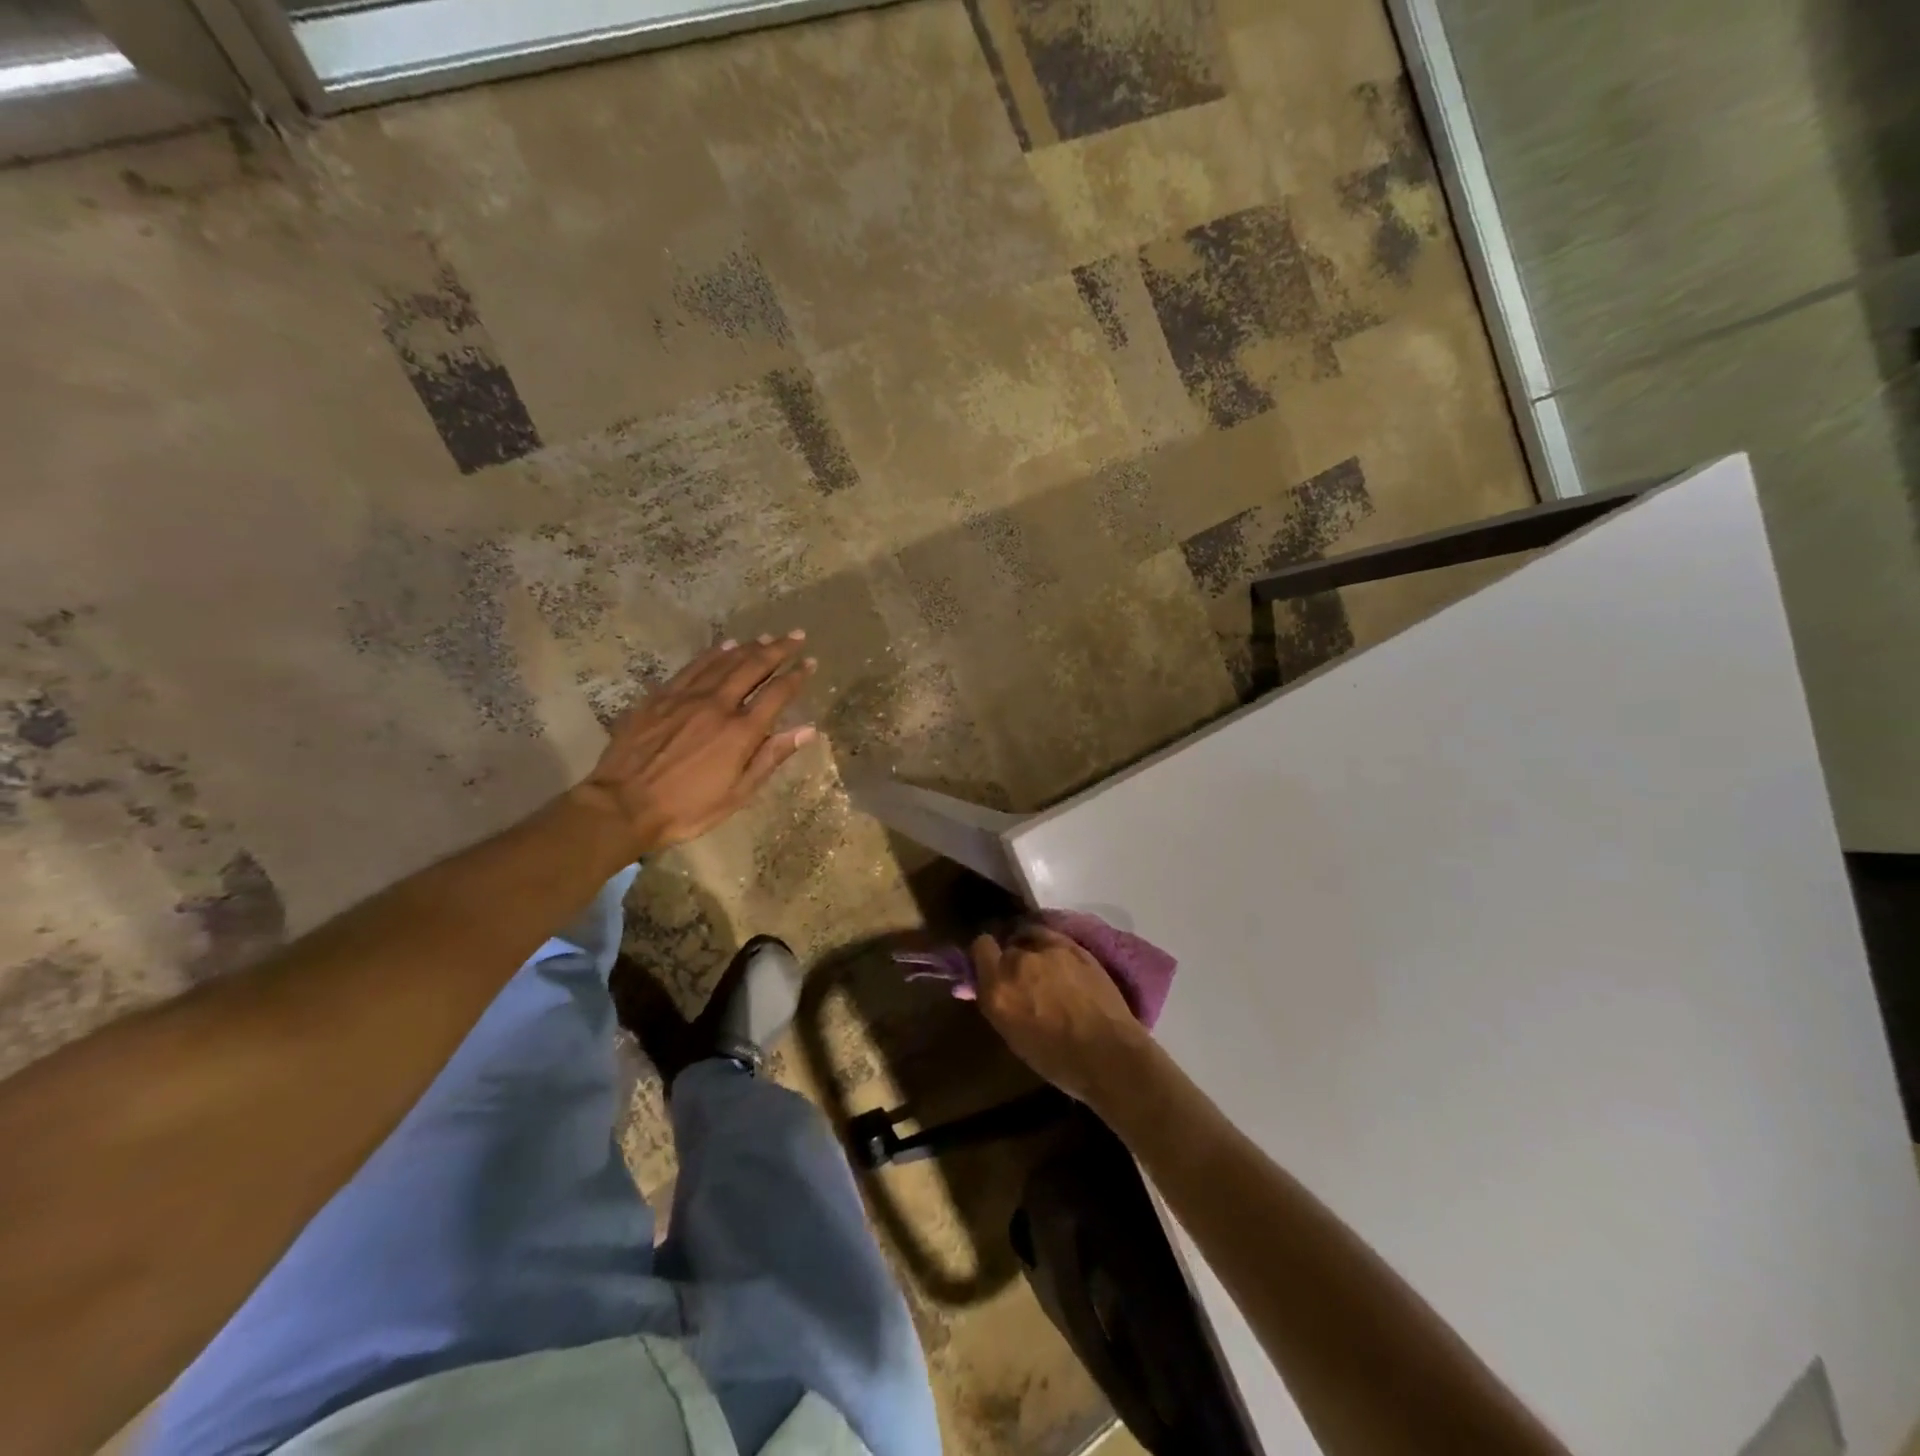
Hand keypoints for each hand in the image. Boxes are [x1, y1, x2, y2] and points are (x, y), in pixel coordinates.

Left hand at [577, 633, 816, 856]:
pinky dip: (713, 654)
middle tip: (796, 636)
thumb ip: (771, 757)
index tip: (810, 662)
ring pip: (724, 662)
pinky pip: (693, 667)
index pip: (777, 694)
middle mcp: (718, 705)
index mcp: (741, 732)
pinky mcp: (660, 697)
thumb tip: (807, 730)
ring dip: (749, 647)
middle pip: (753, 668)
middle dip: (778, 650)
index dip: (796, 676)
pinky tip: (724, 646)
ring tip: (766, 637)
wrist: (623, 805)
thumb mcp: (737, 793)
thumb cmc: (687, 808)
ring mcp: (686, 697)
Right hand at [970, 924, 1155, 1106]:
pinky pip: (1052, 936)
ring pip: (1031, 938)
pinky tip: (1061, 962)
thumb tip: (989, 987)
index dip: (986, 956)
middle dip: (1012, 960)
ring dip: (1034, 951)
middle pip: (1008, 946)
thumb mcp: (1014, 1036)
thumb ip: (998, 1003)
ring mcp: (1047, 951)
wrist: (1108, 1055)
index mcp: (997, 989)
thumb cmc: (1057, 1060)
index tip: (993, 967)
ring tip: (1047, 969)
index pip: (980, 948)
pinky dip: (1052, 946)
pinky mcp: (1073, 946)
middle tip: (1025, 979)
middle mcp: (1017, 963)